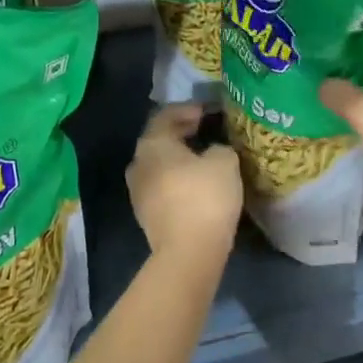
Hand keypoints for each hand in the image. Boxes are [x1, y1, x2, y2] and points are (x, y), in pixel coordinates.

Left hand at [126, 104, 242, 255]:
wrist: (189, 252)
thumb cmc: (205, 197)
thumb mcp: (224, 161)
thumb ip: (219, 148)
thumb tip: (213, 152)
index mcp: (152, 144)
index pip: (166, 116)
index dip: (188, 109)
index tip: (209, 112)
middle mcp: (138, 164)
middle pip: (158, 140)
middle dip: (181, 133)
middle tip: (206, 130)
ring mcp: (137, 191)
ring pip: (158, 165)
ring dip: (178, 158)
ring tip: (202, 158)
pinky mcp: (145, 214)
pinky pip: (161, 186)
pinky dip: (176, 179)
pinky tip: (195, 184)